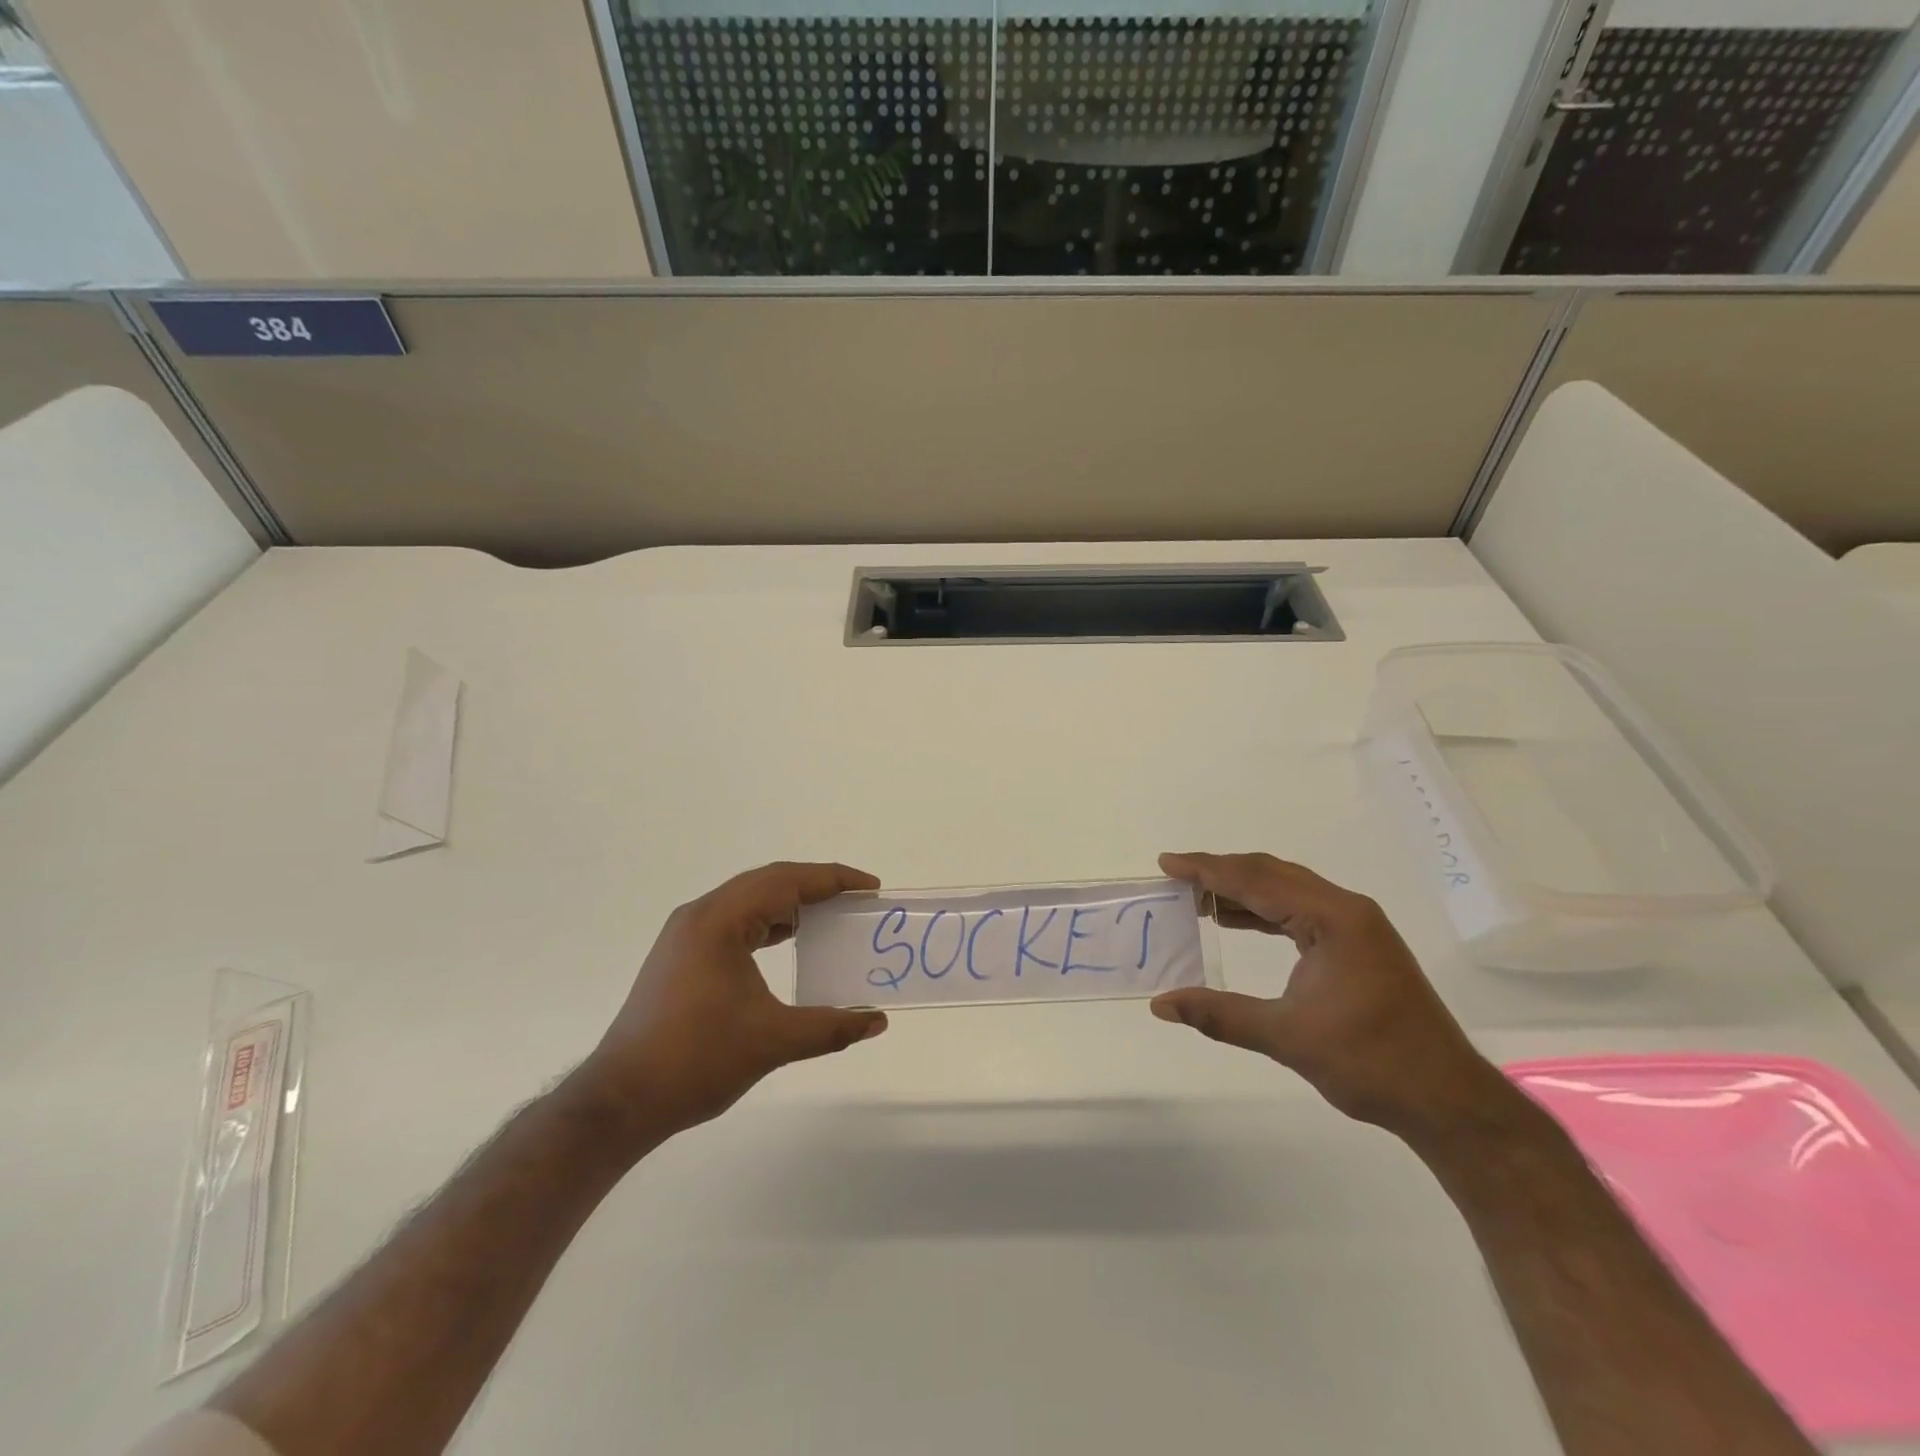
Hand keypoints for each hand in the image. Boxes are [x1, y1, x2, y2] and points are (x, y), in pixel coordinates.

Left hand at [569, 862, 888, 1144]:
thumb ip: (831, 1027)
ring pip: (749, 900)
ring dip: (791, 903)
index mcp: (719, 921)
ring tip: (830, 916)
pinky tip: (789, 940)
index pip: (786, 881)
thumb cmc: (697, 1060)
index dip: (833, 880)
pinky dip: (768, 923)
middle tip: (856, 899)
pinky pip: (735, 921)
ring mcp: (686, 935)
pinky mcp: (681, 956)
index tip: (871, 887)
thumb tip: (877, 1020)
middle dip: (815, 886)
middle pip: (768, 882)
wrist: (620, 1101)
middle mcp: (700, 915)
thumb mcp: (773, 1041)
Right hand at [1149, 852, 1504, 1138]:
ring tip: (1197, 898)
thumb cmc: (1370, 1063)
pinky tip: (1236, 921)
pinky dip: (1263, 910)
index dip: (1207, 870)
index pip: (1256, 881)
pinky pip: (1299, 911)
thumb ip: (1219, 1014)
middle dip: (1221, 872)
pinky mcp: (1358, 945)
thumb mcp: (1286, 1037)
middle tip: (1176, 878)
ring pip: (1286, 890)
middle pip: (1271, 874)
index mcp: (1333, 919)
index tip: (1167, 863)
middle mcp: (1346, 910)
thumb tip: (1160, 1004)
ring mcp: (1356, 926)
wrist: (1446, 1100)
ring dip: (1241, 890)